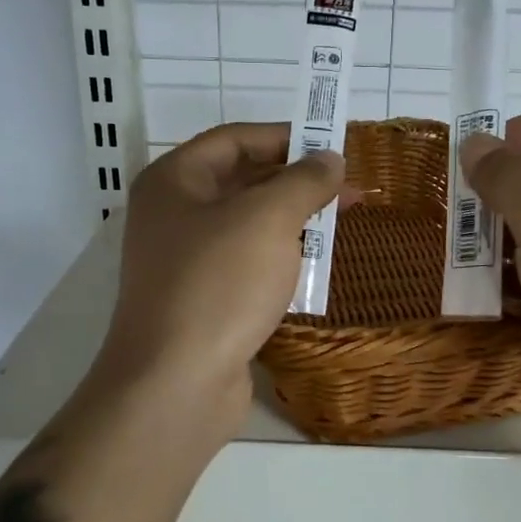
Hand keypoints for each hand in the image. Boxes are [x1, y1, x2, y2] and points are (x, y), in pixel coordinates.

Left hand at [97, 123, 343, 432]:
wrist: (176, 384)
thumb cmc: (219, 284)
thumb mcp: (268, 219)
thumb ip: (304, 181)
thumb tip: (329, 159)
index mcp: (174, 181)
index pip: (234, 139)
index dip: (285, 137)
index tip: (332, 146)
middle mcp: (173, 215)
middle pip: (241, 182)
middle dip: (296, 183)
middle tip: (348, 189)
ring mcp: (184, 262)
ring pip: (247, 227)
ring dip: (292, 222)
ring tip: (339, 225)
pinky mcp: (201, 301)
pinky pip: (245, 265)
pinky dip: (278, 260)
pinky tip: (312, 268)